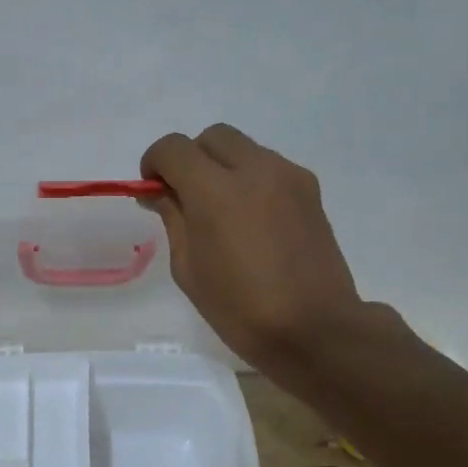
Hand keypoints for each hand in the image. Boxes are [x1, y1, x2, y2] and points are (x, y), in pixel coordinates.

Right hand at [140, 124, 374, 374]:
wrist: (314, 329)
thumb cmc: (240, 309)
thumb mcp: (189, 269)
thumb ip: (173, 219)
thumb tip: (162, 193)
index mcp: (215, 191)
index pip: (173, 148)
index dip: (154, 162)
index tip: (153, 190)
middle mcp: (254, 169)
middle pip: (212, 137)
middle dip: (191, 158)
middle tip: (186, 198)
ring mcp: (288, 176)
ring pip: (244, 148)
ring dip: (223, 167)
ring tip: (222, 212)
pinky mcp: (310, 189)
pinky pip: (269, 168)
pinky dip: (251, 180)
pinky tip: (252, 221)